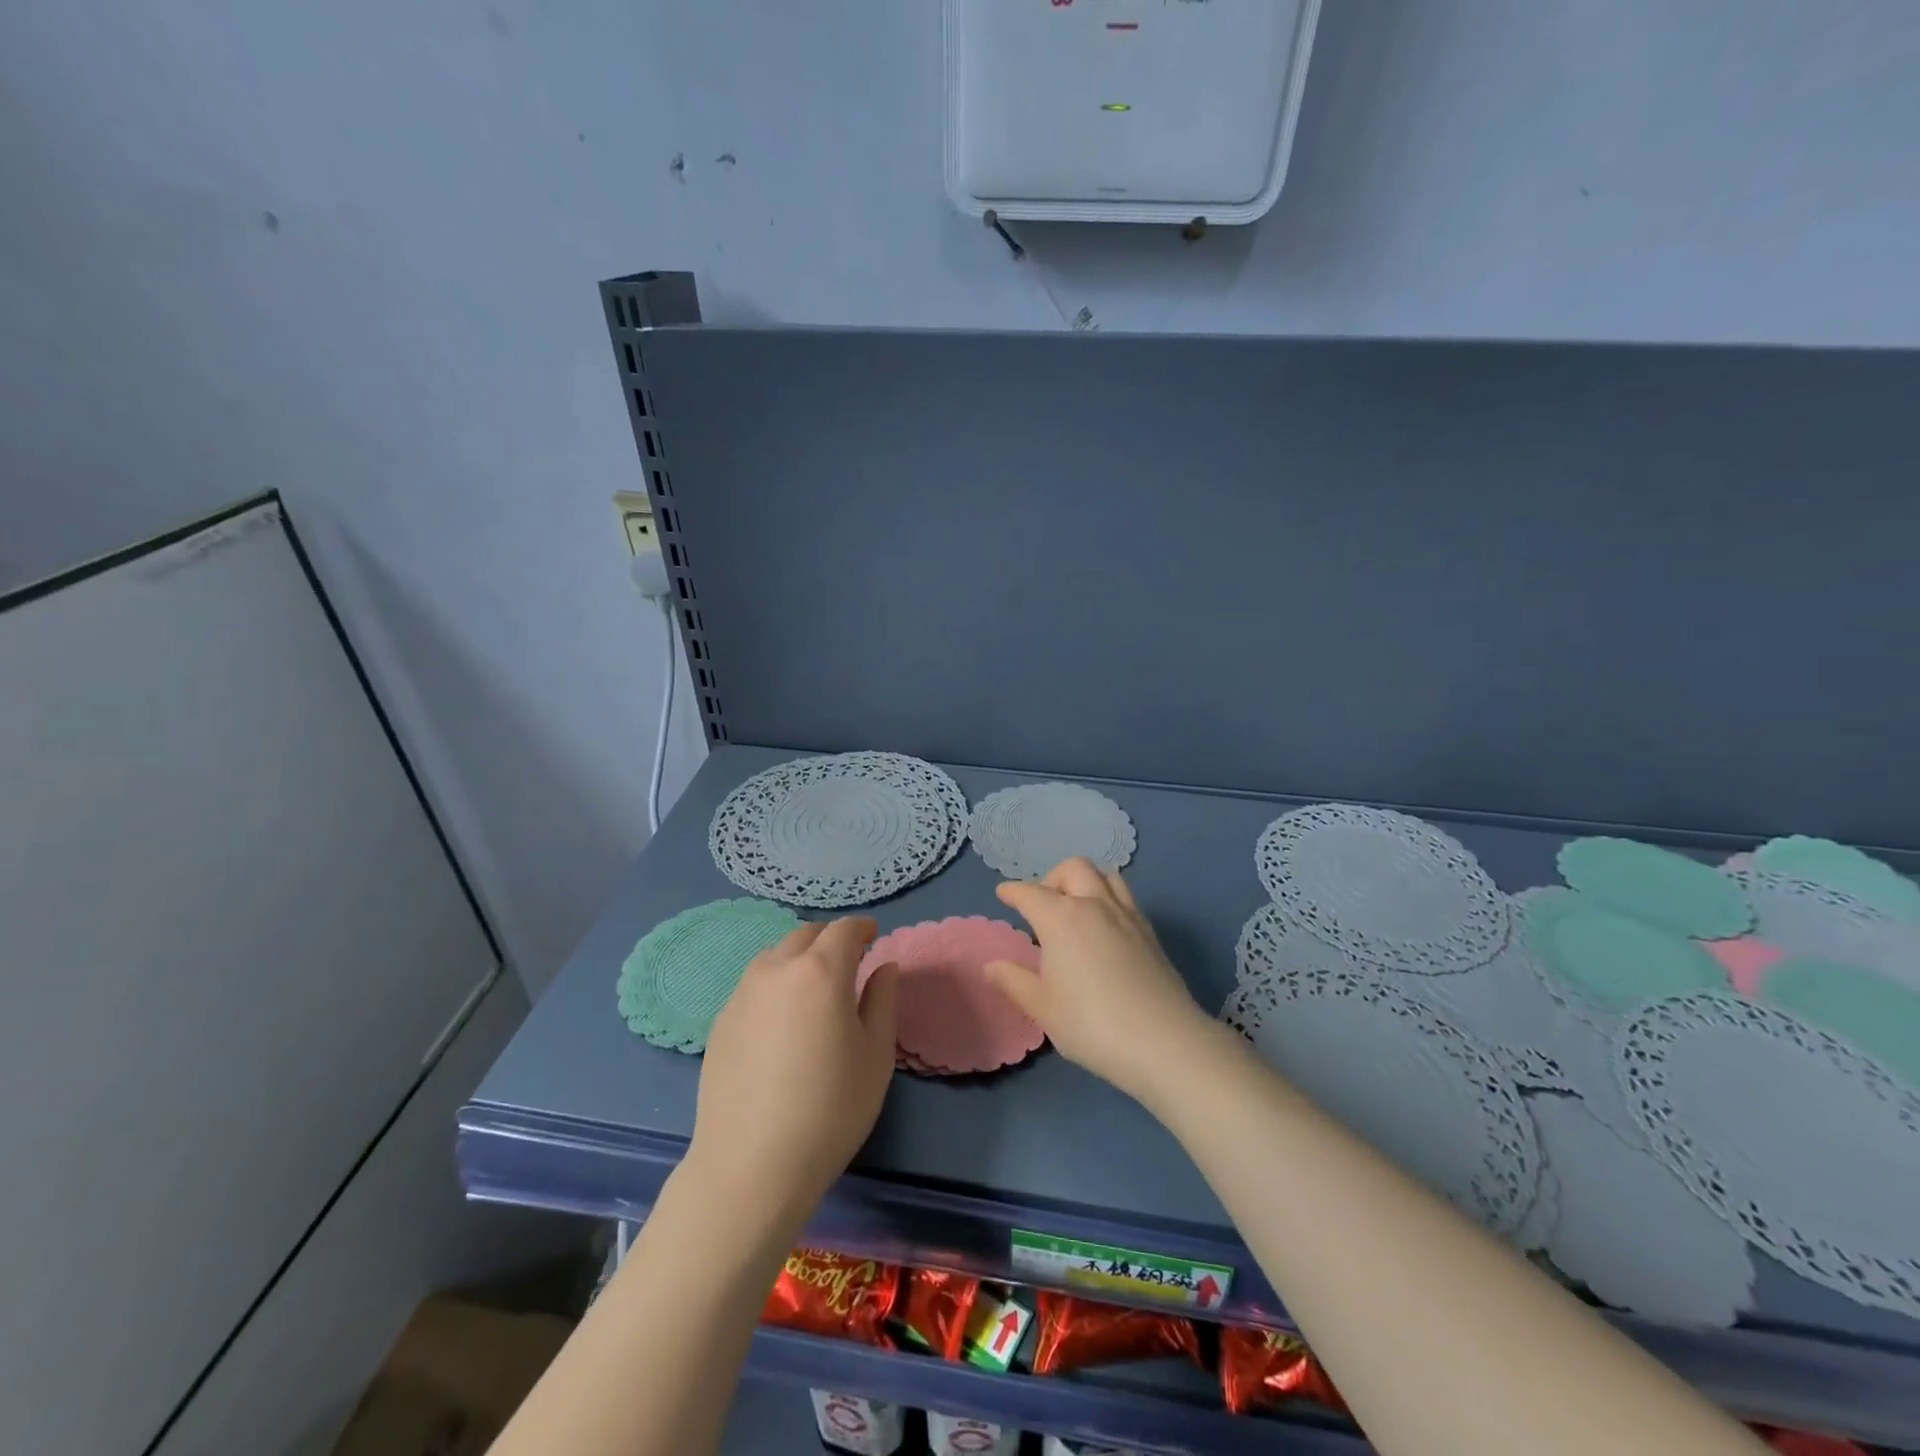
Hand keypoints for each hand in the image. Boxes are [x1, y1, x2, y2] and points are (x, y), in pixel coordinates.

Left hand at [687, 917, 899, 1226]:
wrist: (751, 1166)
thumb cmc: (830, 1109)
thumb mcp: (875, 1055)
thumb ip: (883, 1000)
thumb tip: (885, 967)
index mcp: (821, 971)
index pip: (843, 930)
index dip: (861, 929)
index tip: (873, 939)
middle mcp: (777, 969)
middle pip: (806, 935)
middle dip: (830, 940)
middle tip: (848, 964)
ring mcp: (742, 994)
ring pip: (775, 956)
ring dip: (799, 958)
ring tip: (813, 991)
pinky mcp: (721, 1021)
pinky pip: (753, 985)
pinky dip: (775, 984)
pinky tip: (782, 1022)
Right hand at [984, 859, 1211, 1102]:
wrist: (1163, 1041)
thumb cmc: (1091, 1024)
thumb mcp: (1043, 1007)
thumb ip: (1014, 981)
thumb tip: (991, 965)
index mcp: (1061, 917)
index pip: (1030, 893)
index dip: (1013, 891)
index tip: (1003, 894)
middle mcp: (1094, 904)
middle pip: (1073, 868)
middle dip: (1052, 878)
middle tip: (1043, 905)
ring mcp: (1127, 915)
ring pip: (1106, 875)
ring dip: (1085, 881)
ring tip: (1076, 907)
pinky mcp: (1150, 932)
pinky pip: (1125, 897)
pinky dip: (1108, 898)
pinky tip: (1103, 928)